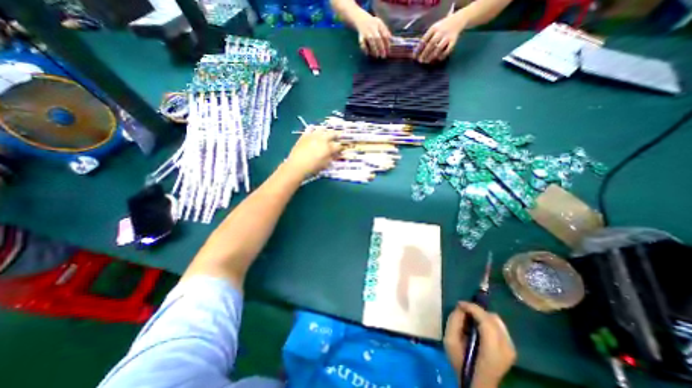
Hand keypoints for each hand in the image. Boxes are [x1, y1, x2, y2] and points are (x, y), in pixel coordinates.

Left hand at [285, 129, 342, 179]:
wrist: (297, 165)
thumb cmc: (313, 167)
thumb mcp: (325, 164)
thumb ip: (331, 157)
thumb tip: (335, 154)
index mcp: (328, 147)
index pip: (338, 145)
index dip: (340, 147)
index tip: (340, 149)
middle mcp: (322, 139)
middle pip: (332, 133)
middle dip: (336, 136)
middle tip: (336, 139)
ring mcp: (313, 135)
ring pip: (322, 129)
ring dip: (325, 132)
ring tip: (325, 135)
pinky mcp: (305, 135)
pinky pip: (311, 129)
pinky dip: (314, 131)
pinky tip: (314, 135)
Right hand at [353, 13, 391, 56]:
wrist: (360, 18)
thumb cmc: (373, 23)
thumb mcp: (380, 24)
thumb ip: (385, 31)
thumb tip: (392, 40)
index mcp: (379, 24)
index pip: (384, 34)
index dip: (387, 44)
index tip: (388, 52)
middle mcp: (372, 27)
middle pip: (378, 38)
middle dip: (381, 48)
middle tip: (383, 56)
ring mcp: (366, 31)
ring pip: (371, 40)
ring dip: (374, 49)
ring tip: (377, 55)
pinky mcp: (360, 36)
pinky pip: (362, 43)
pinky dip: (364, 49)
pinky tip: (367, 53)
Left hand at [415, 13, 463, 63]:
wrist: (458, 20)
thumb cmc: (442, 27)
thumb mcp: (434, 28)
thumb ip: (427, 37)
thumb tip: (417, 50)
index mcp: (434, 28)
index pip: (424, 39)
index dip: (418, 49)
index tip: (414, 56)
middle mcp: (441, 32)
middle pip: (431, 44)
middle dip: (424, 54)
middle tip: (420, 61)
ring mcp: (447, 36)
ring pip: (439, 48)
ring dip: (432, 56)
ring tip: (427, 61)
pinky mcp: (453, 41)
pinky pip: (447, 50)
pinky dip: (442, 55)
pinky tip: (438, 59)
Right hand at [444, 303, 511, 387]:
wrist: (477, 383)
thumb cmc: (461, 363)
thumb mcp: (450, 342)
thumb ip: (454, 322)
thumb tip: (461, 308)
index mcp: (491, 352)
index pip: (487, 323)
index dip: (473, 308)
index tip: (459, 304)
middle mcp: (506, 349)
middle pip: (492, 319)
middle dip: (476, 310)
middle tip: (463, 309)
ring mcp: (511, 348)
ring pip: (497, 320)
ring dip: (482, 315)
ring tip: (470, 317)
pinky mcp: (511, 347)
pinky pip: (499, 325)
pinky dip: (488, 320)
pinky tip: (479, 325)